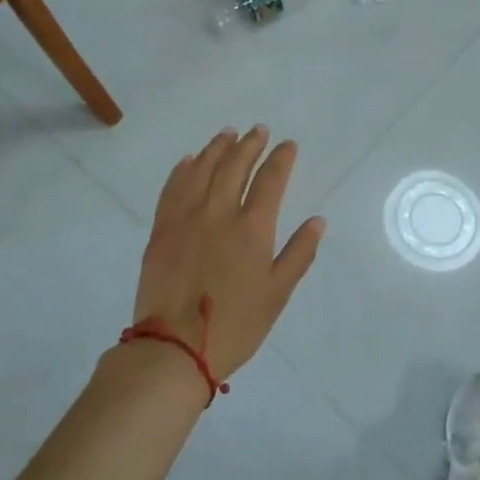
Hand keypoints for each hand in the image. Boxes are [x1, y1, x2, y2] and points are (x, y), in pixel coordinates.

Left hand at [131, 126, 324, 385]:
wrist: (174, 349)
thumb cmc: (235, 325)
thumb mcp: (278, 293)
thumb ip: (299, 253)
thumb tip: (318, 220)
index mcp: (252, 228)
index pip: (271, 180)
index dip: (281, 159)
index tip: (288, 145)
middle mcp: (219, 213)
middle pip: (235, 166)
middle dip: (250, 144)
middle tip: (259, 131)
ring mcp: (185, 219)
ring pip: (202, 170)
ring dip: (217, 148)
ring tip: (227, 134)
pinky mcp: (161, 230)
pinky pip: (172, 189)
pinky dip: (183, 170)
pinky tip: (189, 160)